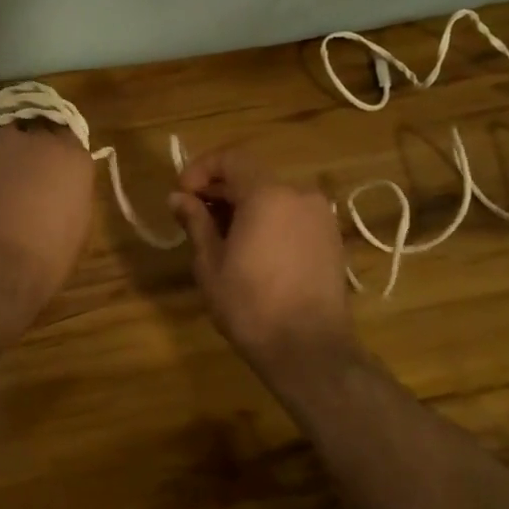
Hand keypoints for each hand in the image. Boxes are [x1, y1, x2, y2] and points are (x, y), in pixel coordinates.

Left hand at [0, 120, 93, 302]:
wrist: (0, 258)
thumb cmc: (49, 252)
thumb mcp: (77, 222)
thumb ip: (70, 192)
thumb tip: (58, 188)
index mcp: (74, 157)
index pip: (67, 135)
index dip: (56, 148)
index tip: (51, 164)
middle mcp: (41, 139)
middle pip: (35, 129)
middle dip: (30, 146)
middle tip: (23, 169)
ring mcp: (5, 141)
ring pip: (4, 135)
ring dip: (3, 151)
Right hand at [169, 147, 354, 377]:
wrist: (309, 349)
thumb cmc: (250, 304)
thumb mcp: (210, 263)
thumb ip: (196, 222)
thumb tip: (177, 198)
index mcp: (268, 194)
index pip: (231, 159)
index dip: (201, 169)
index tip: (182, 193)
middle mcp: (300, 194)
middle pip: (253, 177)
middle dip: (220, 190)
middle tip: (194, 216)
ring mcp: (321, 216)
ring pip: (274, 196)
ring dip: (244, 206)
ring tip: (221, 236)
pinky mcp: (331, 238)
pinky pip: (292, 215)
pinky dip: (268, 220)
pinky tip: (252, 248)